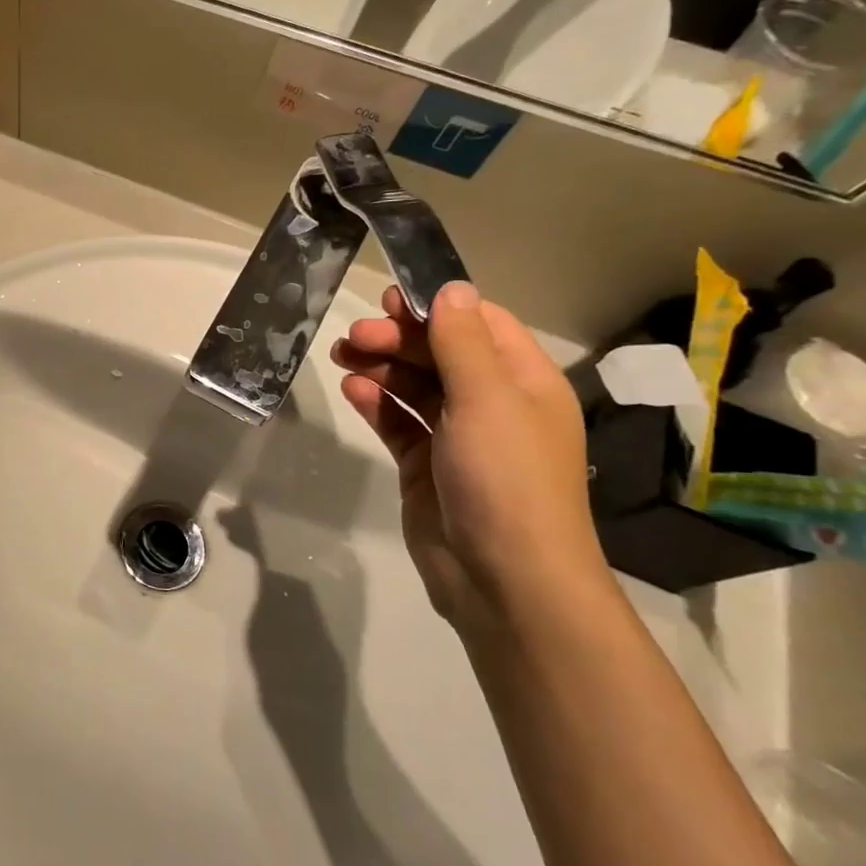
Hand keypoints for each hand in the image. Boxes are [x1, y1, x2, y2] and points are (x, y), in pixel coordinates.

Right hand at [330, 281, 608, 632]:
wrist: (502, 578)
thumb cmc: (505, 478)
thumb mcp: (486, 399)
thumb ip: (462, 341)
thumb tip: (452, 287)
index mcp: (523, 383)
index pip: (481, 325)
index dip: (437, 307)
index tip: (390, 301)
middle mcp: (493, 404)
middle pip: (441, 353)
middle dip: (398, 339)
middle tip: (354, 337)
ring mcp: (457, 437)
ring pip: (415, 386)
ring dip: (381, 366)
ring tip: (342, 356)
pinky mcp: (426, 466)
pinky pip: (399, 422)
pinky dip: (376, 402)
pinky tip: (353, 390)